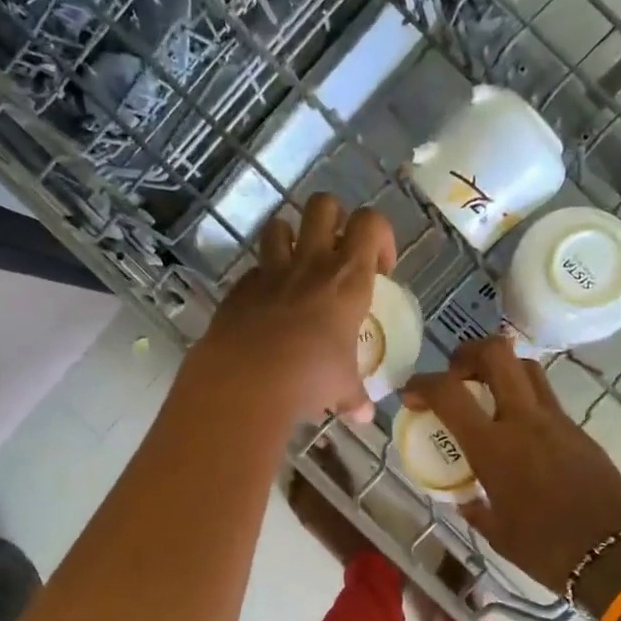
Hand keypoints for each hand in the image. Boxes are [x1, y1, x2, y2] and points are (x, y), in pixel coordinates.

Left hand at [196, 194, 395, 423]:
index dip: (380, 236)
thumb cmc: (310, 378)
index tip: (380, 269)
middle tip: (337, 253)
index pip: (371, 223)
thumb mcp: (341, 388)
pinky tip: (267, 306)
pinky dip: (263, 279)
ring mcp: (271, 271)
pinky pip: (254, 269)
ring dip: (291, 238)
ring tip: (297, 268)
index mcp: (348, 278)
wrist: (247, 380)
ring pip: (280, 224)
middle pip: (324, 205)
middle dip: (333, 218)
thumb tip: (364, 415)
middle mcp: (311, 263)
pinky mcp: (240, 287)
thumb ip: (354, 395)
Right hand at [405, 337, 620, 595]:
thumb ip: (475, 507)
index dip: (423, 384)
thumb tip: (466, 498)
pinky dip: (524, 399)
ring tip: (486, 394)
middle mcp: (525, 420)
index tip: (412, 395)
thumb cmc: (546, 549)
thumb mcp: (496, 531)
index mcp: (494, 447)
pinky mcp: (579, 431)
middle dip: (468, 353)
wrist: (615, 555)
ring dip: (500, 370)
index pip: (449, 393)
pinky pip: (546, 399)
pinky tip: (519, 432)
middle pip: (496, 354)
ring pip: (527, 368)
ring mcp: (557, 421)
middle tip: (455, 374)